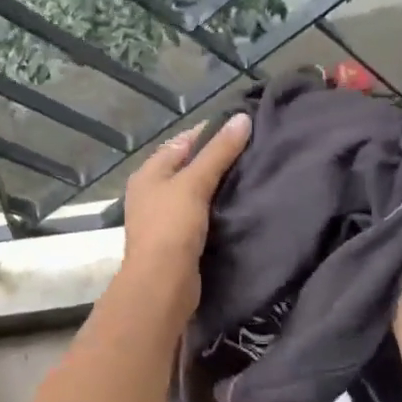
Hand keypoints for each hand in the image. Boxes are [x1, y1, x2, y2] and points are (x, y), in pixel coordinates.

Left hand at [120, 113, 251, 311]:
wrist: (162, 283)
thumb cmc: (172, 227)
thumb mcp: (195, 183)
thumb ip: (218, 152)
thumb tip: (241, 118)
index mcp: (148, 173)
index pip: (182, 142)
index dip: (211, 132)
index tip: (243, 128)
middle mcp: (151, 192)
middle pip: (188, 167)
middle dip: (217, 160)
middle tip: (253, 153)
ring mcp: (162, 218)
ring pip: (195, 193)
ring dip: (218, 186)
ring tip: (252, 176)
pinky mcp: (176, 240)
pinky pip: (199, 215)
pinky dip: (216, 209)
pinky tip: (238, 206)